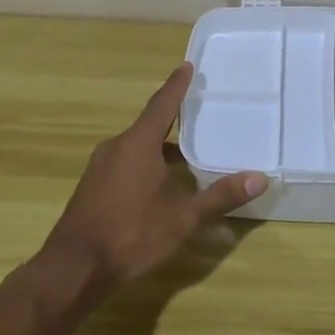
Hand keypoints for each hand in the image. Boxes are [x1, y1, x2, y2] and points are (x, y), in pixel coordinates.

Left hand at [39, 63, 266, 290]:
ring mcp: (99, 168)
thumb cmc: (132, 234)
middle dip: (172, 120)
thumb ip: (220, 196)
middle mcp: (116, 147)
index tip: (186, 66)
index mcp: (138, 144)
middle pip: (148, 126)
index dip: (176, 86)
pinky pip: (123, 163)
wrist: (74, 268)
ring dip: (158, 147)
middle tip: (197, 114)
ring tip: (184, 154)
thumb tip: (260, 177)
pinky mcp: (91, 188)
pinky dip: (143, 164)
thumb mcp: (183, 218)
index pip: (162, 105)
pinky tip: (157, 184)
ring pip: (135, 147)